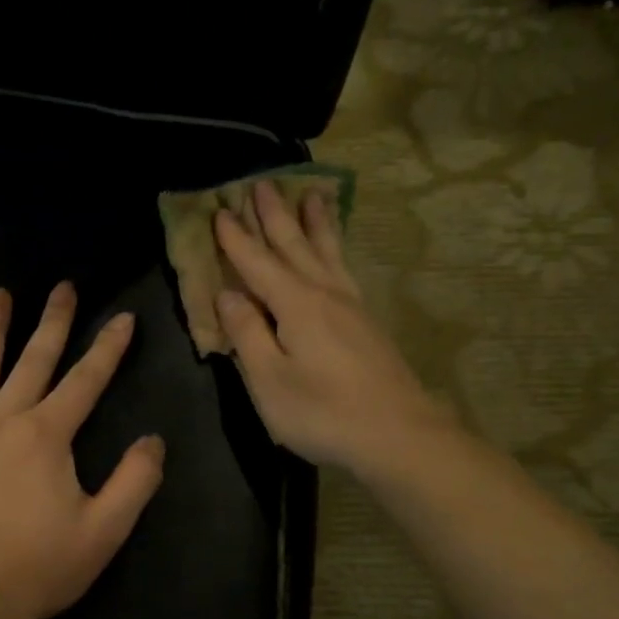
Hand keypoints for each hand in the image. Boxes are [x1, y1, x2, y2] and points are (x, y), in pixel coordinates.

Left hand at [0, 283, 165, 618]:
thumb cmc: (37, 567)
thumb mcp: (104, 531)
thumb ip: (135, 481)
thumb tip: (153, 440)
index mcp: (48, 435)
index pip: (86, 380)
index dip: (109, 348)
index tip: (125, 318)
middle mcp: (4, 418)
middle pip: (34, 359)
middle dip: (54, 321)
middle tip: (64, 286)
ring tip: (0, 294)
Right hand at [214, 180, 453, 478]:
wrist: (399, 435)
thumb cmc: (323, 412)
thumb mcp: (270, 380)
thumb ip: (247, 333)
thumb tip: (227, 294)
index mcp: (296, 305)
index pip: (258, 263)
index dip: (236, 239)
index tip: (219, 210)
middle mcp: (324, 293)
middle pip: (294, 246)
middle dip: (274, 216)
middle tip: (261, 182)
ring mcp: (351, 306)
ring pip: (326, 252)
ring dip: (313, 223)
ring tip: (310, 193)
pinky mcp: (366, 322)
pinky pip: (343, 267)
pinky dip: (335, 248)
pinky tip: (333, 251)